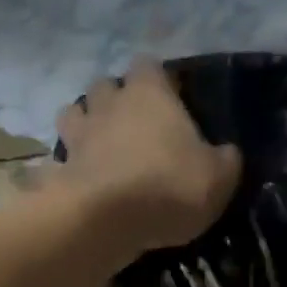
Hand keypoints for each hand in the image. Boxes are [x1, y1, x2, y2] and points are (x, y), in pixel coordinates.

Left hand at [55, 59, 241, 251]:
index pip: (149, 66)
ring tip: (99, 147)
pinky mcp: (60, 168)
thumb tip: (226, 153)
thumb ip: (224, 160)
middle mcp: (110, 103)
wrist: (105, 220)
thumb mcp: (218, 178)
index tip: (169, 100)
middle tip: (131, 125)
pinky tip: (80, 179)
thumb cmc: (169, 188)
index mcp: (150, 93)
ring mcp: (79, 134)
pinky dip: (67, 164)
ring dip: (85, 124)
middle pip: (106, 85)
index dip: (158, 81)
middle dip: (115, 99)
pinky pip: (60, 157)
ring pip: (73, 113)